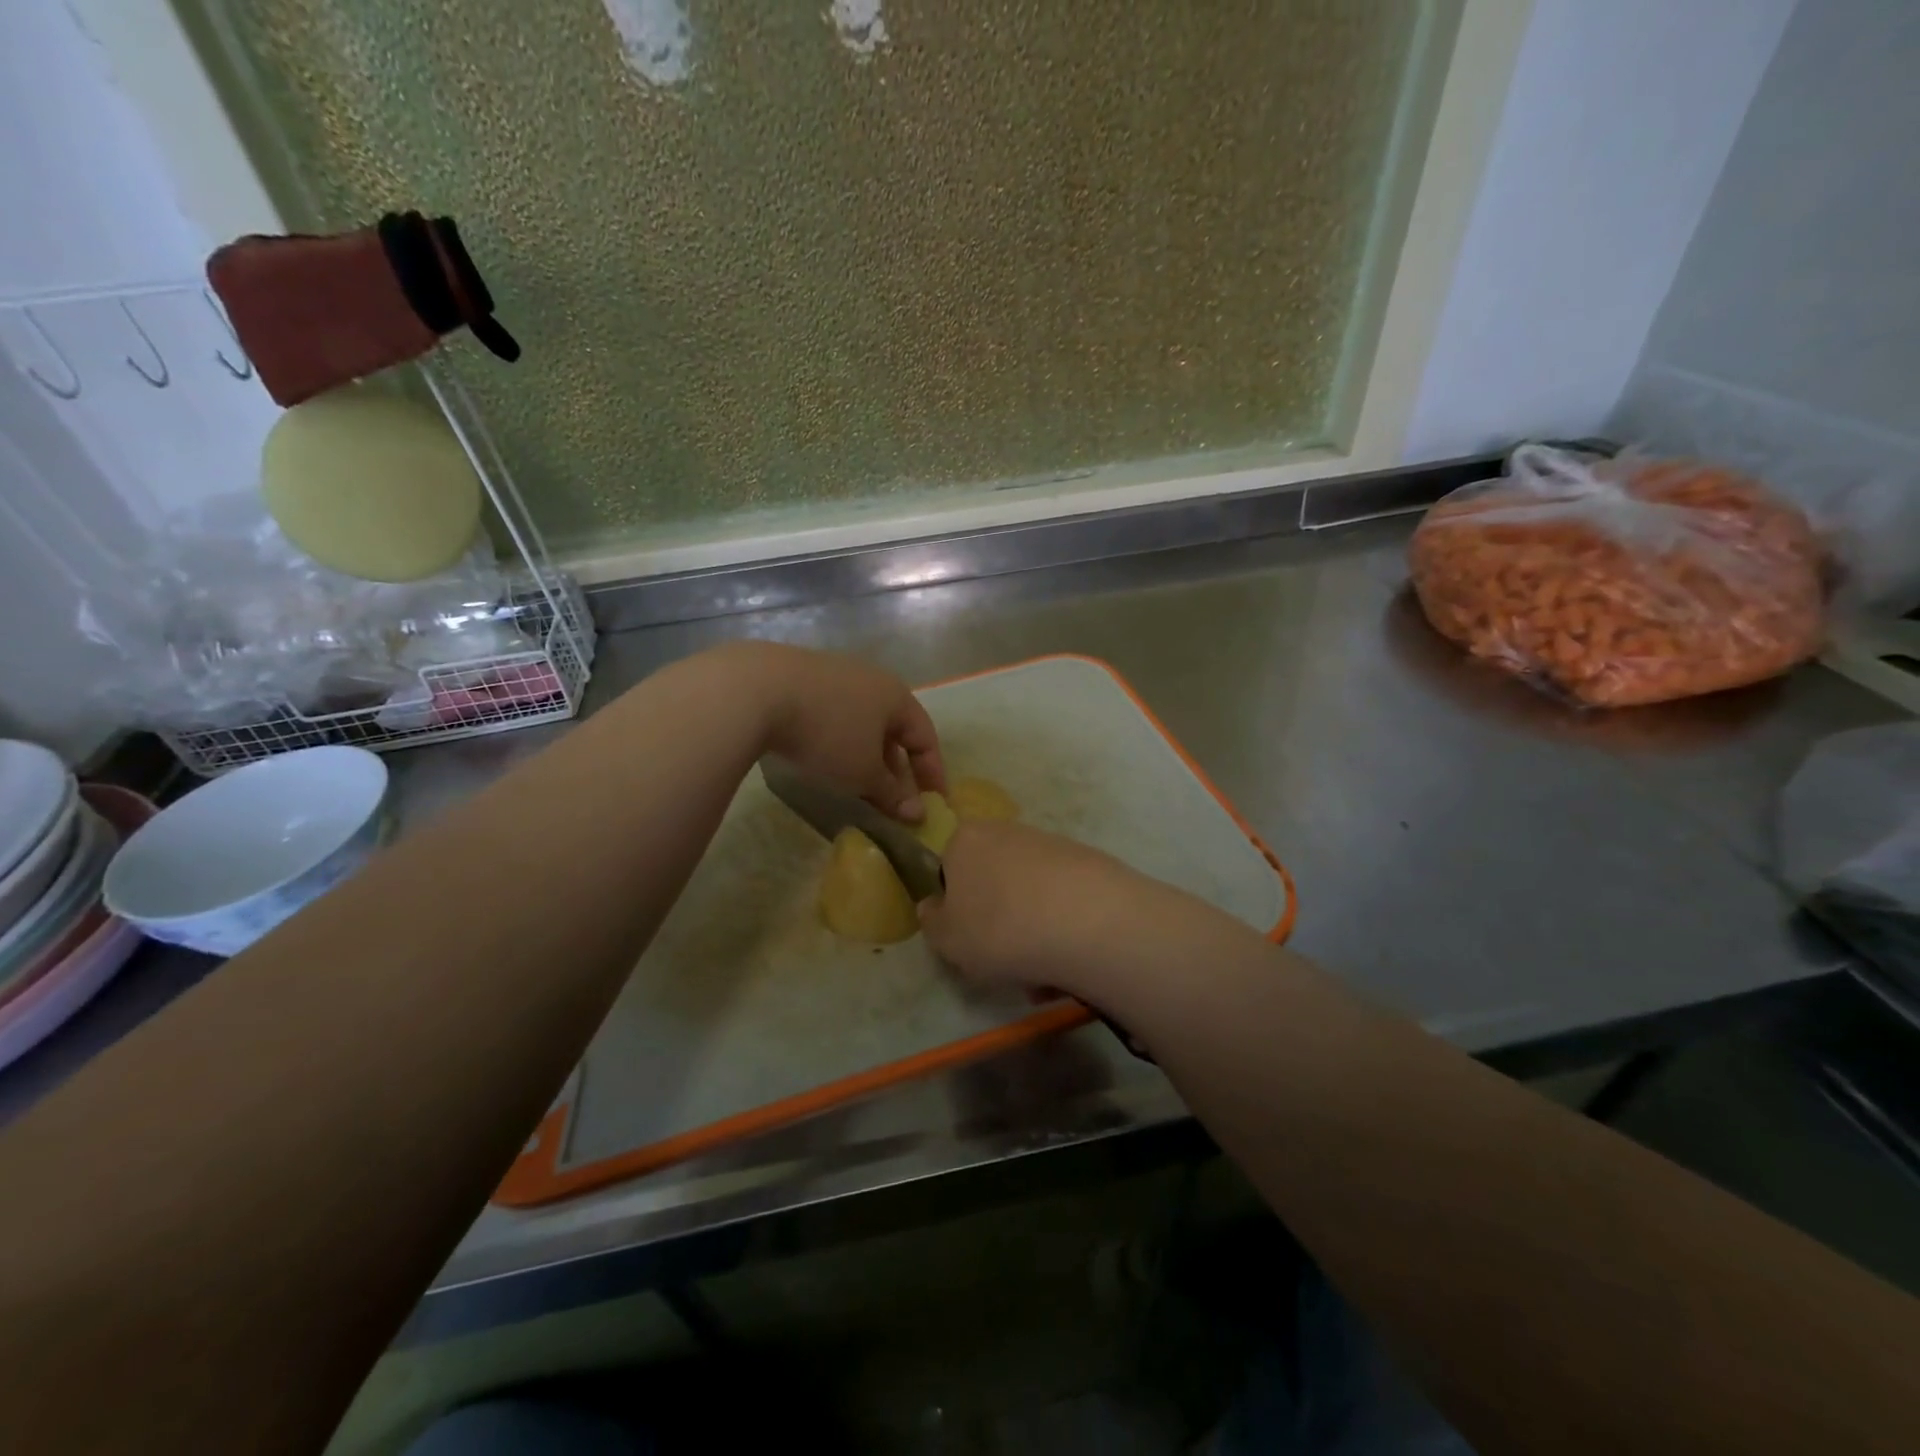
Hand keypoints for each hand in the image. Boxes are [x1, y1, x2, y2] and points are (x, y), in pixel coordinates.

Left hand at [727, 642, 944, 819]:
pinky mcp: (801, 677)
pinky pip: (833, 714)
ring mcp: (834, 674)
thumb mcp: (863, 772)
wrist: (758, 690)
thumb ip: (892, 794)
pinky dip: (838, 740)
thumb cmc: (828, 733)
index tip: (933, 803)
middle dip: (895, 767)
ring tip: (856, 784)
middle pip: (893, 728)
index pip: (925, 736)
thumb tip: (916, 814)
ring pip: (862, 721)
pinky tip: (822, 759)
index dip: (932, 772)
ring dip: (866, 755)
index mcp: (896, 695)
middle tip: (891, 801)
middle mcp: (871, 678)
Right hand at [919, 820, 1194, 995]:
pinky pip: (1063, 905)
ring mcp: (1052, 845)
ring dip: (1032, 938)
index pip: (950, 872)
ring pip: (1030, 900)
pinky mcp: (1090, 864)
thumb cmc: (999, 928)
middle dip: (999, 927)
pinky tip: (1071, 965)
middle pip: (994, 885)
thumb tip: (934, 906)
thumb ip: (931, 921)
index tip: (969, 943)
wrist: (1088, 922)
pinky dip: (1062, 933)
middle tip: (1006, 967)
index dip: (957, 910)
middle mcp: (1007, 832)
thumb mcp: (946, 939)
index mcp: (966, 840)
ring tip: (1044, 977)